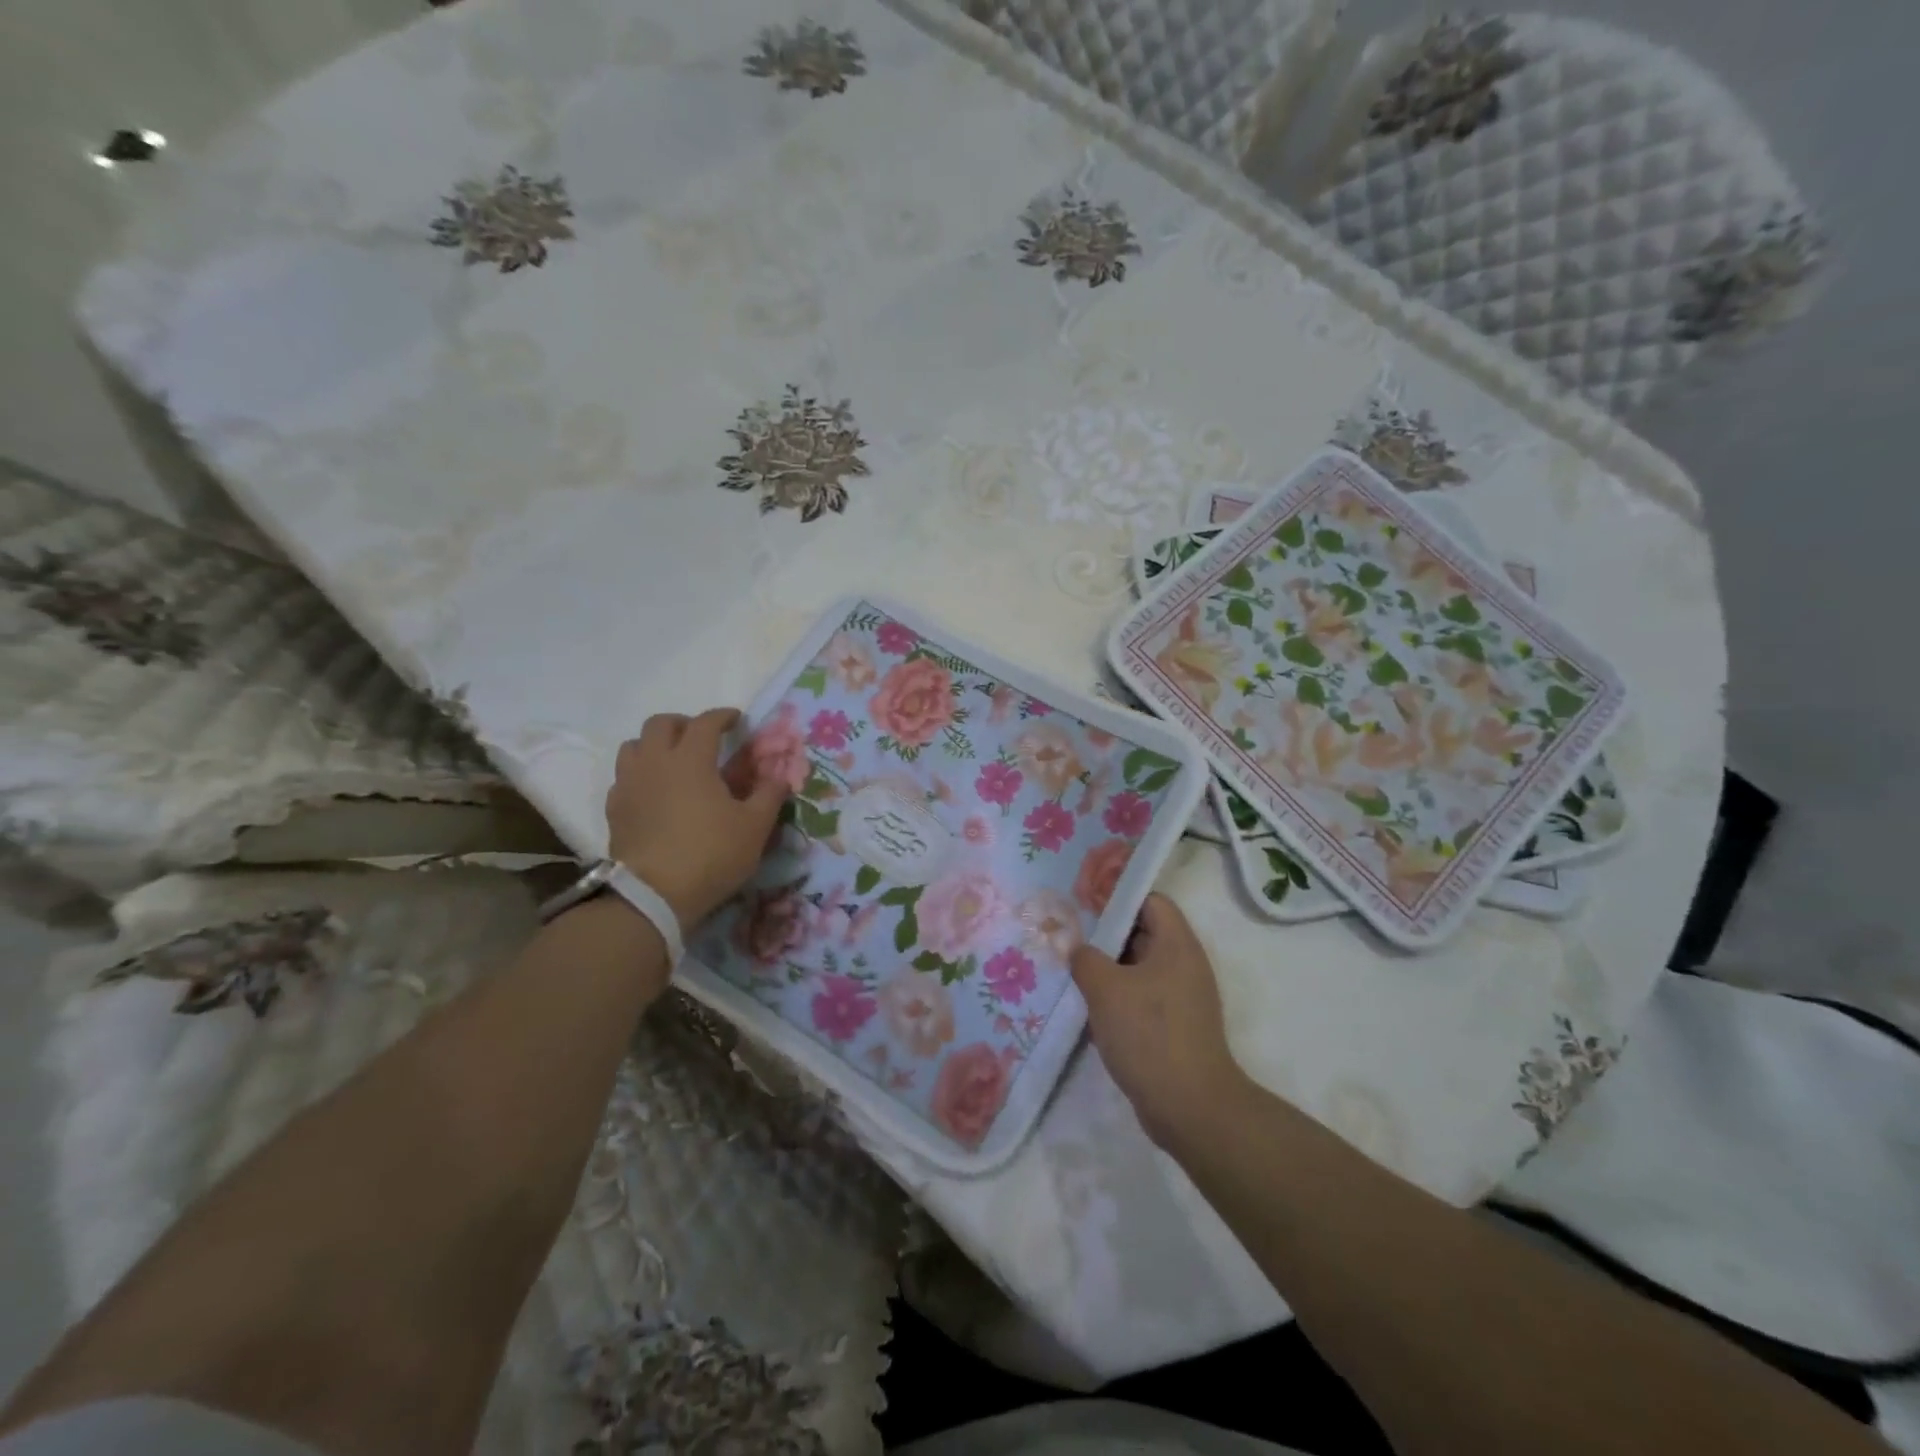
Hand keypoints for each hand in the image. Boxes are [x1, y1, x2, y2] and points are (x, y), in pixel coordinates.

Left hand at [606, 708, 788, 927]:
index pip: (706, 722)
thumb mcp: (755, 826)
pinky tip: (654, 793)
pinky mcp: (614, 809)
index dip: (723, 716)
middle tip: (702, 738)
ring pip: (634, 746)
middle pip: (661, 724)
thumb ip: (770, 794)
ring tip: (674, 762)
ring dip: (655, 745)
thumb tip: (781, 775)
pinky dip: (640, 775)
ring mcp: (629, 784)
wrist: (653, 896)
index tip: (736, 720)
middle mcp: (655, 762)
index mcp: (691, 759)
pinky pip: (623, 777)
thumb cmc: (711, 854)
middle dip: (684, 724)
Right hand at [1070, 894, 1246, 1146]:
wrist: (1190, 1108)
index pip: (1150, 900)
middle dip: (1105, 934)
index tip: (1083, 904)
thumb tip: (1076, 947)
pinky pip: (1142, 996)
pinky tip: (1088, 1006)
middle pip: (1143, 932)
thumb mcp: (1106, 988)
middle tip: (1068, 936)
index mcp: (1177, 944)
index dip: (1117, 897)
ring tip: (1071, 969)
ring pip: (1139, 967)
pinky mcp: (1175, 1026)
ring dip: (1108, 968)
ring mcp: (1182, 997)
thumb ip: (1084, 958)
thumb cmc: (1149, 1034)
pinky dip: (1118, 996)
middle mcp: (1184, 964)